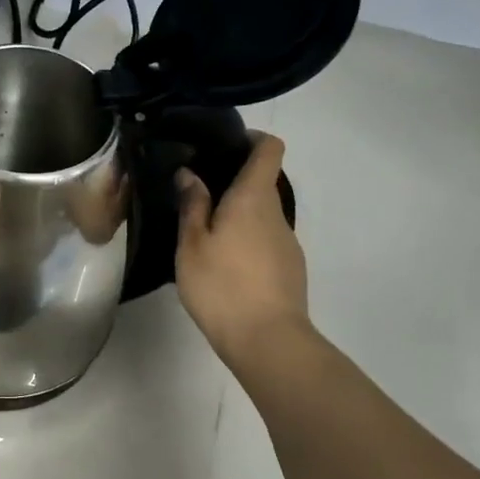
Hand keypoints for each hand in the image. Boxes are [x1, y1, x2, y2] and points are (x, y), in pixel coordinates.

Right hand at [175, 133, 311, 373]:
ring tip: (205, 234)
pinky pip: (266, 240)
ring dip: (238, 215)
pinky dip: (246, 240)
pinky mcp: (289, 267)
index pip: (269, 149)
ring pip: (263, 214)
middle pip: (263, 182)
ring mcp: (287, 241)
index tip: (223, 146)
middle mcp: (276, 213)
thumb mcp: (192, 245)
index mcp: (253, 199)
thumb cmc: (221, 286)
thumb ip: (192, 206)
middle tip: (197, 194)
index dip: (252, 139)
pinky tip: (224, 265)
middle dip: (233, 181)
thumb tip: (190, 173)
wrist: (266, 339)